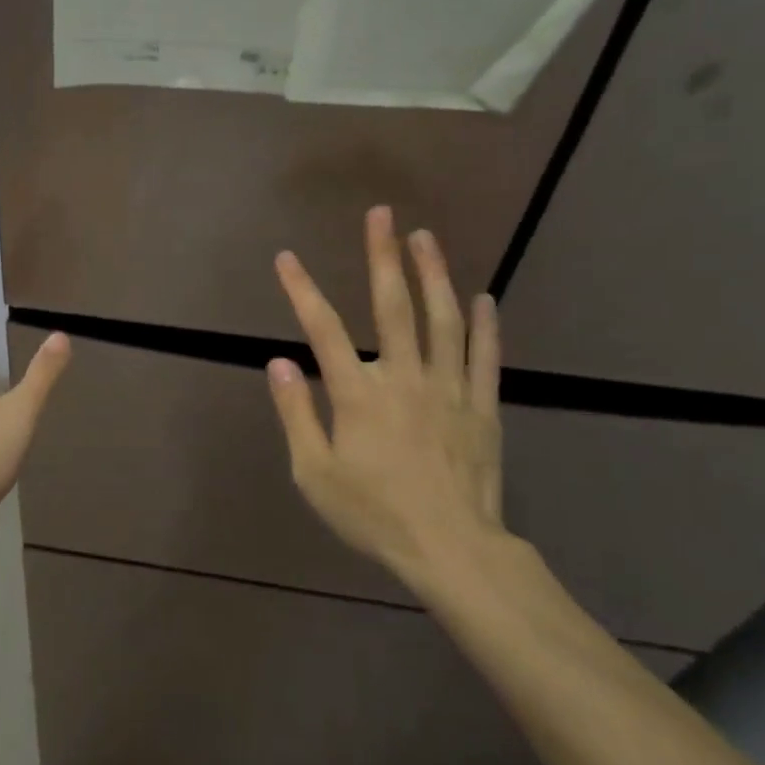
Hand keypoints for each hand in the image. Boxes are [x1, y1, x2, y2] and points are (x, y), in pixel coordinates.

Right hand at [266, 207, 505, 592]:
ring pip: (443, 320)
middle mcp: (403, 378)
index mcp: (358, 394)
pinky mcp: (482, 406)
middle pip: (392, 306)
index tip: (286, 258)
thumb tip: (279, 363)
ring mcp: (448, 388)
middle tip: (382, 214)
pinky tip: (483, 297)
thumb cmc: (374, 514)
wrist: (451, 550)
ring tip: (425, 237)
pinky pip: (484, 356)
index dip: (302, 290)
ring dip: (434, 274)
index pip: (322, 329)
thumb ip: (296, 414)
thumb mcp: (314, 473)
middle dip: (383, 256)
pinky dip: (485, 324)